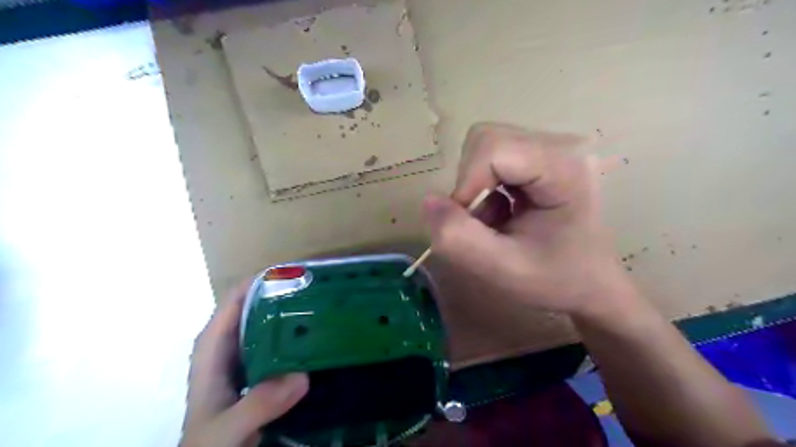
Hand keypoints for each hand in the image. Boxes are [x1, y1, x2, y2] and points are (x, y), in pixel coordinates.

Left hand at [181, 281, 309, 446]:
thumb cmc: (210, 443)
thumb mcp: (228, 428)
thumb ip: (257, 404)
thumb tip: (301, 376)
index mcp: (213, 347)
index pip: (235, 300)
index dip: (261, 282)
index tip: (294, 273)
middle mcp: (228, 345)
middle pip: (255, 307)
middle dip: (283, 295)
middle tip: (318, 288)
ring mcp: (244, 357)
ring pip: (268, 324)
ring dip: (291, 314)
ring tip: (323, 305)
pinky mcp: (258, 370)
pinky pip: (278, 344)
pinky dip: (294, 337)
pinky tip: (317, 338)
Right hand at [418, 122, 631, 317]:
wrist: (590, 284)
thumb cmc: (556, 280)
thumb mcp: (503, 269)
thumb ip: (460, 238)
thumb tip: (428, 201)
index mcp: (564, 167)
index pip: (493, 146)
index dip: (467, 182)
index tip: (470, 221)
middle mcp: (561, 145)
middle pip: (486, 139)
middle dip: (470, 183)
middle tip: (481, 222)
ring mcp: (552, 148)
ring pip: (485, 146)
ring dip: (475, 186)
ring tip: (495, 220)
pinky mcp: (541, 156)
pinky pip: (492, 157)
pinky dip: (483, 187)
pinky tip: (503, 212)